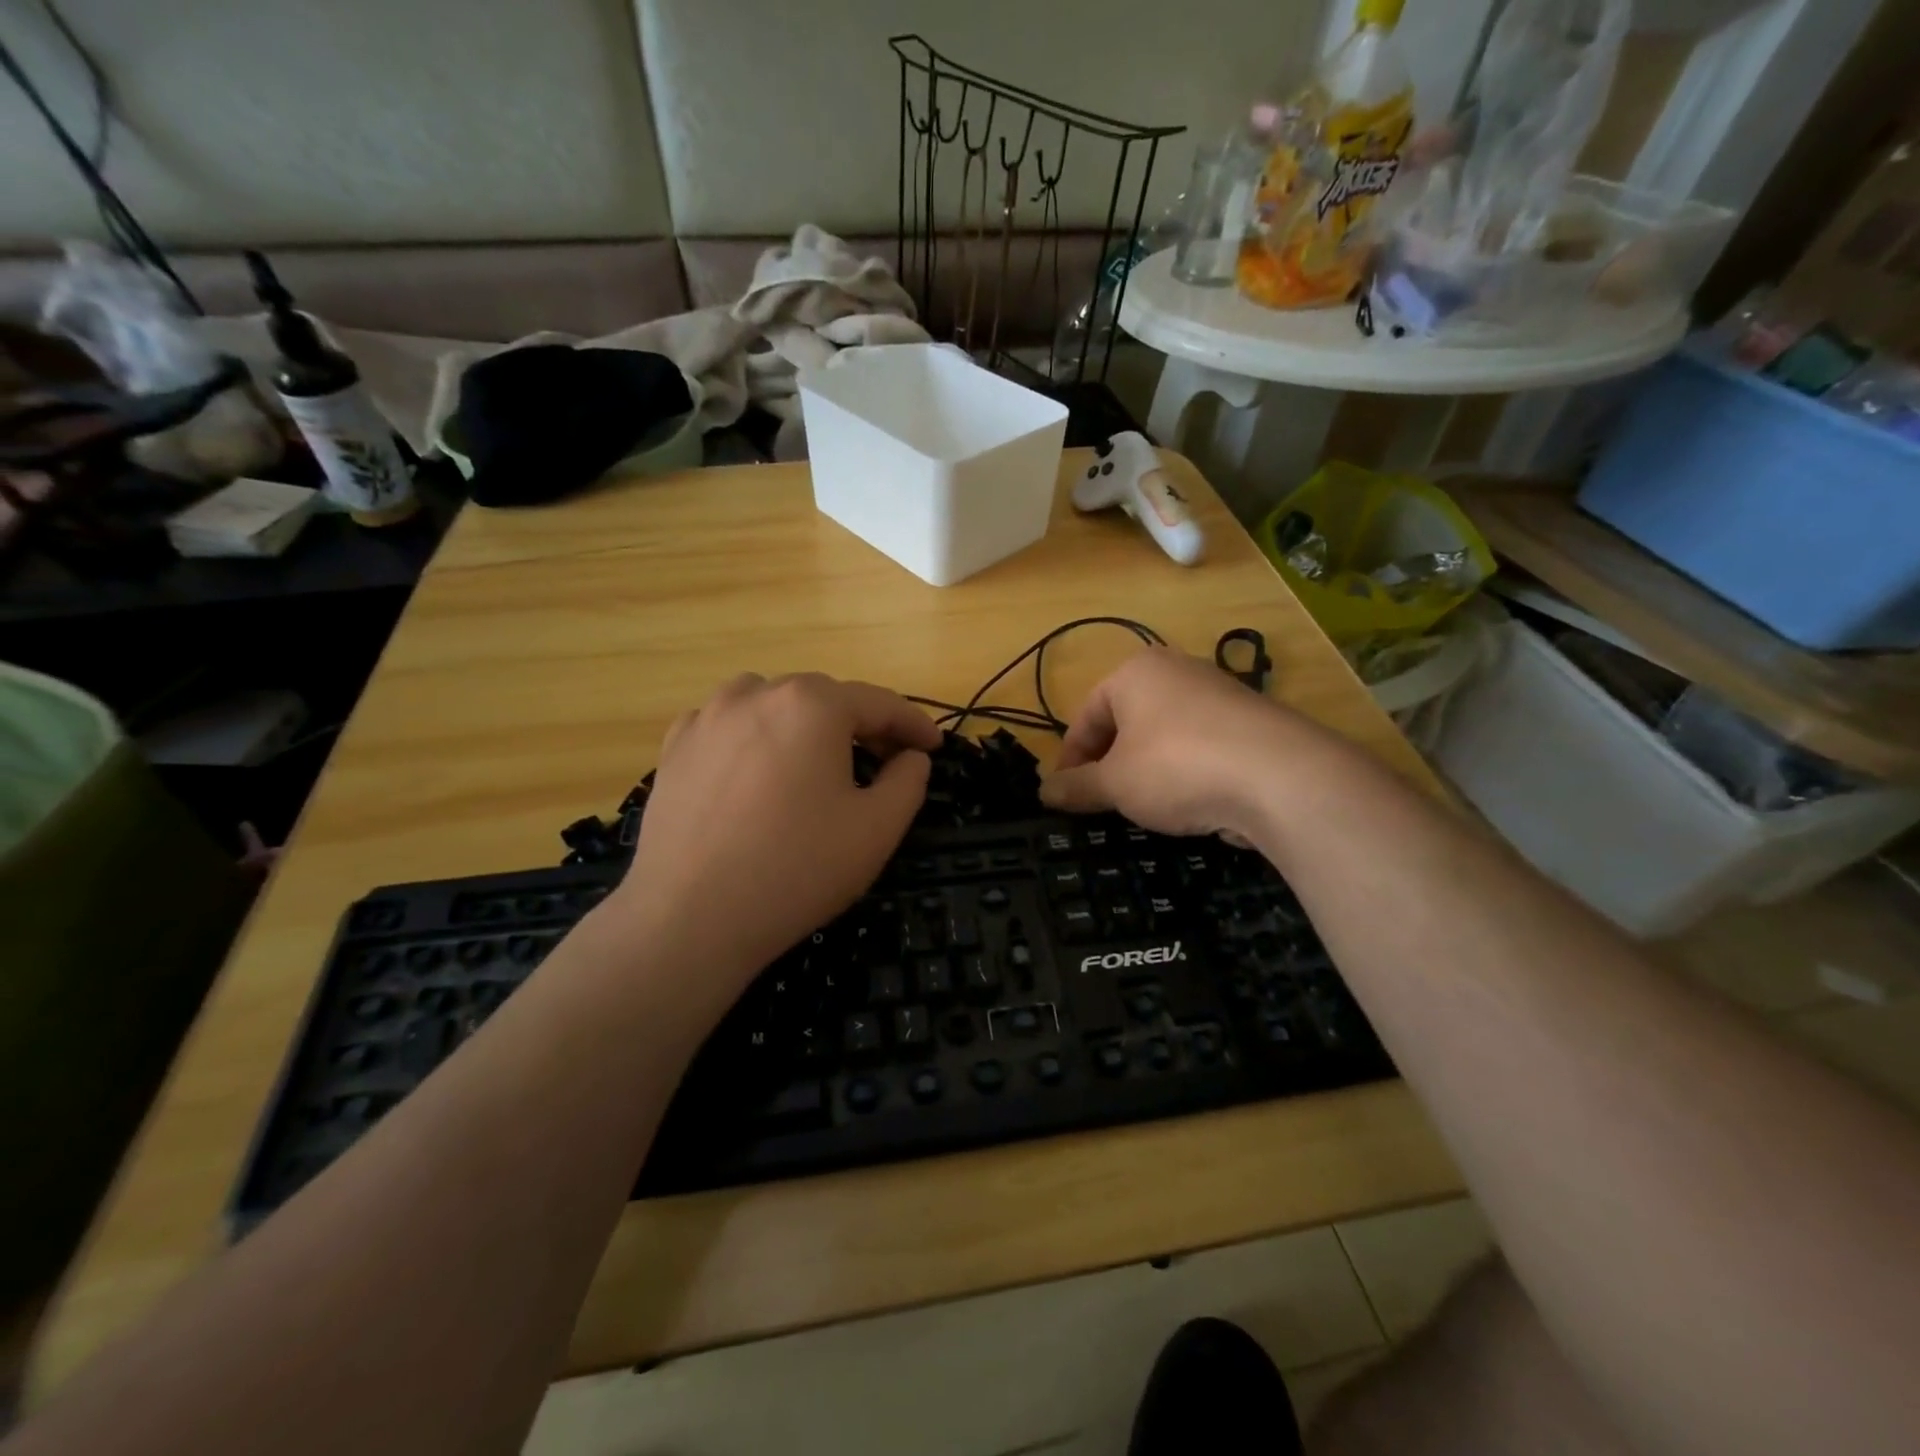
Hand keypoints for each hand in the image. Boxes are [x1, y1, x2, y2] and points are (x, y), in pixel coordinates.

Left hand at [613, 674, 940, 1001]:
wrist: (690, 917)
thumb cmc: (797, 868)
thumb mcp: (878, 829)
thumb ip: (908, 781)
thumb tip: (911, 757)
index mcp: (813, 705)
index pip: (879, 703)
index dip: (913, 724)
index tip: (933, 747)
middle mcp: (757, 694)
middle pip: (825, 698)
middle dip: (861, 725)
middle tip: (884, 761)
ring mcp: (708, 717)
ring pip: (772, 703)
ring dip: (804, 723)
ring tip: (815, 760)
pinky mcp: (675, 748)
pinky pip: (727, 725)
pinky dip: (754, 736)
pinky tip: (756, 771)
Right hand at [1040, 648, 1318, 841]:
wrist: (1280, 777)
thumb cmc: (1176, 766)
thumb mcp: (1115, 783)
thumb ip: (1077, 786)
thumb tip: (1044, 792)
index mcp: (1136, 672)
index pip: (1086, 716)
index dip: (1070, 759)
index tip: (1065, 796)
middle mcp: (1177, 671)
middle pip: (1126, 722)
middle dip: (1109, 764)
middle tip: (1102, 802)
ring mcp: (1219, 694)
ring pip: (1164, 736)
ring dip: (1146, 771)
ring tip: (1145, 808)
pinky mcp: (1251, 724)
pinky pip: (1201, 747)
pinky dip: (1186, 773)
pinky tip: (1189, 804)